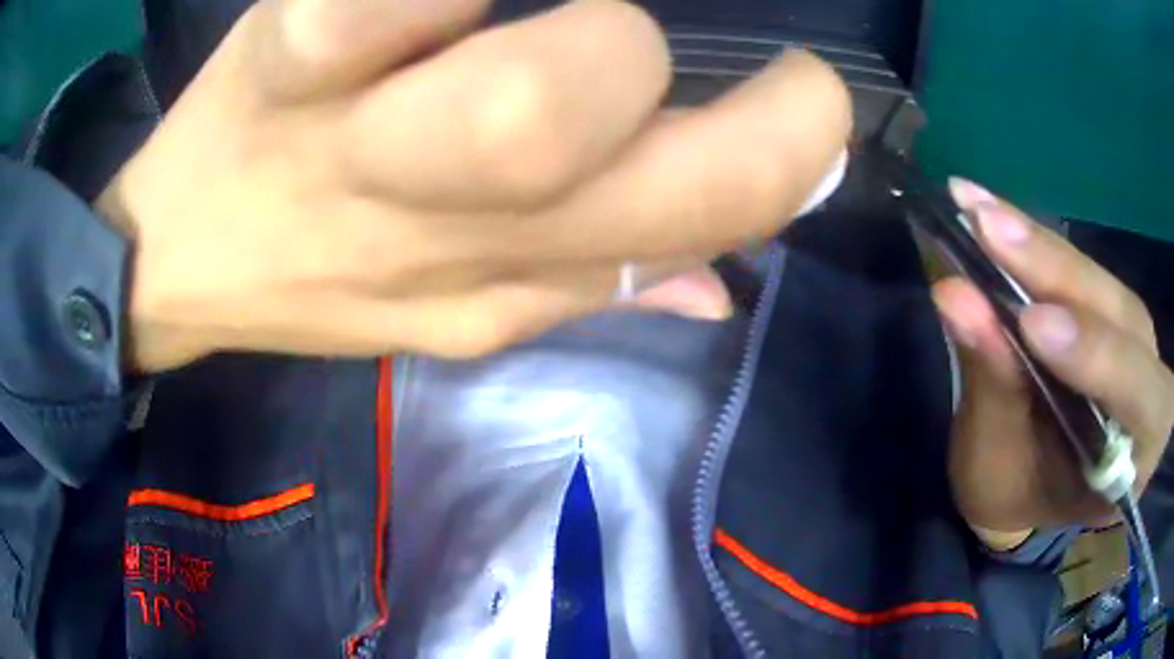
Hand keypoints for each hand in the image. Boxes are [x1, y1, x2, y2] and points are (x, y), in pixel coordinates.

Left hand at [97, 0, 850, 372]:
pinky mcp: (278, 64)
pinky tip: (439, 5)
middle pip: (640, 167)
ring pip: (520, 102)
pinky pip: (372, 5)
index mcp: (503, 280)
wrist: (180, 255)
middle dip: (711, 94)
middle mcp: (442, 225)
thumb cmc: (301, 271)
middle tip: (678, 47)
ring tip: (538, 18)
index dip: (787, 156)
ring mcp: (349, 140)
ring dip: (590, 46)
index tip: (805, 100)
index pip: (700, 218)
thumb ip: (588, 287)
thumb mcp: (449, 312)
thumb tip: (716, 280)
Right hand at [933, 180, 1173, 548]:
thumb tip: (955, 298)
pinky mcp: (1106, 303)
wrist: (1031, 481)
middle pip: (1114, 313)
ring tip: (976, 209)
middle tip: (984, 227)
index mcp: (1140, 447)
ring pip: (1094, 277)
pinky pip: (1075, 265)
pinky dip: (1032, 240)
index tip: (1030, 323)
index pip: (1135, 391)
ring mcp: (1131, 332)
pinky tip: (990, 211)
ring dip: (1037, 245)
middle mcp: (1149, 376)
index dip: (1092, 353)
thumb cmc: (1019, 492)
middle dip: (1053, 273)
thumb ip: (995, 386)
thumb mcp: (1002, 465)